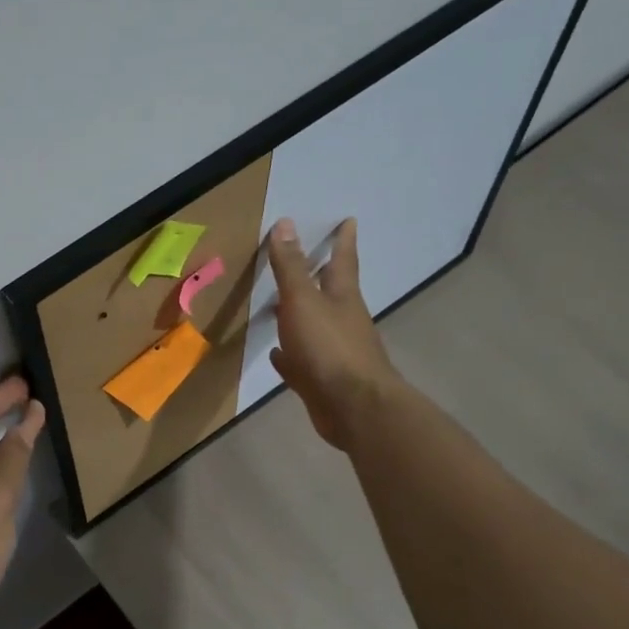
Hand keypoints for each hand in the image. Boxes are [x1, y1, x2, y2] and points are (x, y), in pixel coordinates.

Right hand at [267, 217, 400, 450]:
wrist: (352, 407)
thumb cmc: (329, 347)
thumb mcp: (303, 301)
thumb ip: (291, 267)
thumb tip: (285, 223)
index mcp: (342, 297)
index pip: (342, 260)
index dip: (343, 240)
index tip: (348, 221)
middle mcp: (342, 320)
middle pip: (330, 293)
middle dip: (319, 276)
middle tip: (308, 260)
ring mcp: (333, 352)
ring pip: (314, 326)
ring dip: (299, 315)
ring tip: (278, 305)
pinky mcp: (322, 380)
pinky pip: (301, 361)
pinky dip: (289, 355)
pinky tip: (276, 354)